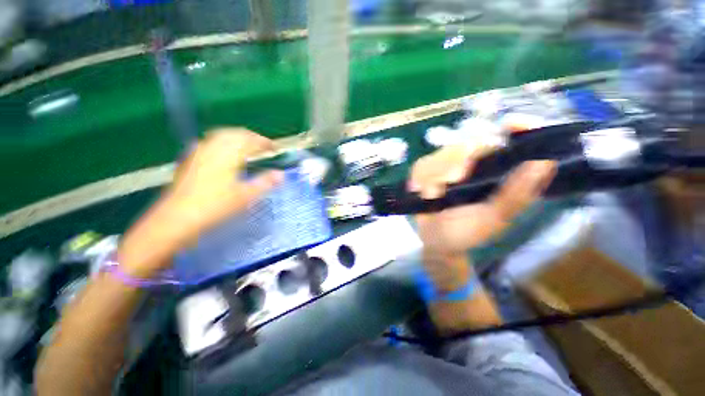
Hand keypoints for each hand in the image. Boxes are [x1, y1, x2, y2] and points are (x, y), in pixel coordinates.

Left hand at [118, 128, 282, 276]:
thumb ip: (265, 183)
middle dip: (251, 137)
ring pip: (220, 135)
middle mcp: (213, 148)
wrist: (177, 218)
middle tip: (263, 145)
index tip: (275, 148)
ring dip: (237, 137)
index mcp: (228, 155)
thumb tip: (281, 174)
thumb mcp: (245, 196)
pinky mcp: (190, 160)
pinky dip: (222, 142)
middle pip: (235, 133)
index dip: (264, 142)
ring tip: (247, 145)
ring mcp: (199, 153)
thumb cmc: (215, 207)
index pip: (250, 141)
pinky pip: (210, 142)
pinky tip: (222, 150)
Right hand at [410, 142, 554, 288]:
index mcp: (498, 173)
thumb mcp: (494, 218)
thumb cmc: (467, 233)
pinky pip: (421, 165)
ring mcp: (448, 167)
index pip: (514, 141)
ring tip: (432, 195)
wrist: (435, 241)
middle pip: (467, 143)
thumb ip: (516, 193)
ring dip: (434, 175)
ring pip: (440, 155)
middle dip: (454, 162)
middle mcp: (475, 165)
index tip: (511, 124)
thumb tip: (545, 162)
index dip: (518, 128)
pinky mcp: (428, 172)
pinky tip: (421, 192)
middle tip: (450, 182)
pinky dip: (419, 179)